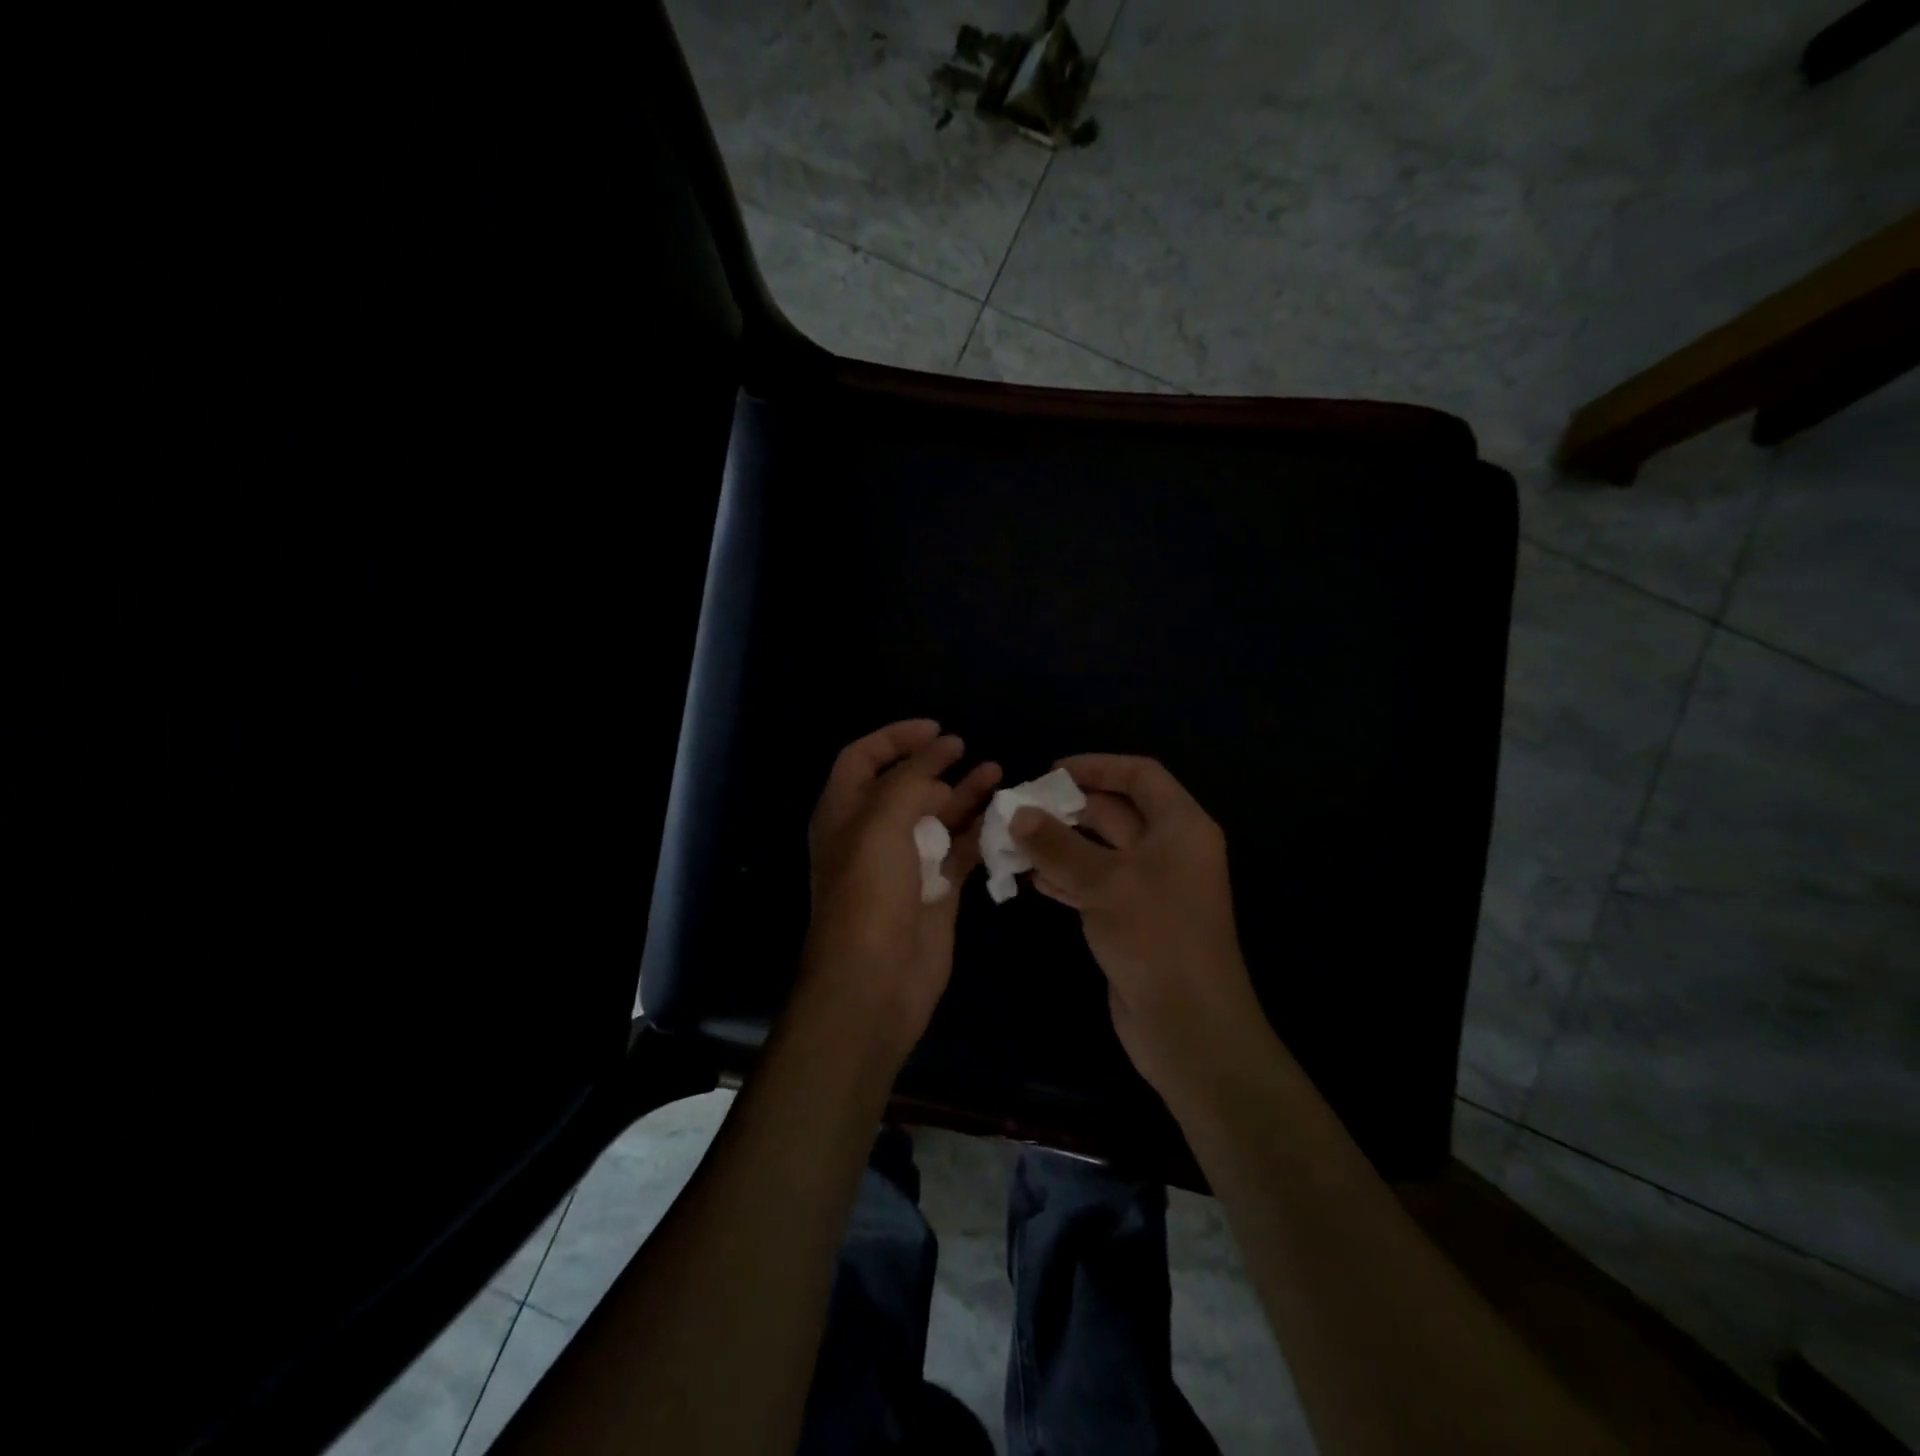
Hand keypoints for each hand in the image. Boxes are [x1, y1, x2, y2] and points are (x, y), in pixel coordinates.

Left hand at [800, 720, 1000, 1071]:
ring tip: (997, 772)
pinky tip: (1003, 816)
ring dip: (964, 793)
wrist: (876, 981)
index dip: (895, 738)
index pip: (862, 758)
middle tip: (968, 754)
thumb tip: (942, 749)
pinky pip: (960, 849)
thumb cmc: (869, 893)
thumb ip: (912, 778)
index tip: (936, 729)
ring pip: (938, 816)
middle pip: (905, 786)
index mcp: (844, 813)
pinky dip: (979, 831)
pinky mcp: (937, 889)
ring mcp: (907, 862)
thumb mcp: (881, 822)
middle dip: (935, 766)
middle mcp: (873, 833)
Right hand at [1010, 754, 1275, 1115]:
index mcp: (1180, 826)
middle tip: (1019, 809)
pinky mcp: (1134, 919)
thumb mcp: (1104, 882)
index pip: (1140, 776)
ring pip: (1101, 850)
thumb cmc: (1155, 935)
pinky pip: (1096, 884)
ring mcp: (1152, 887)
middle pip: (1116, 812)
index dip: (1096, 766)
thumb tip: (1017, 814)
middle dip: (1068, 809)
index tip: (1050, 772)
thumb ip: (1057, 845)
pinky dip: (1066, 878)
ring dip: (1060, 845)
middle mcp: (1170, 849)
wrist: (1188, 1025)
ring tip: (1013, 842)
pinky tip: (1031, 879)